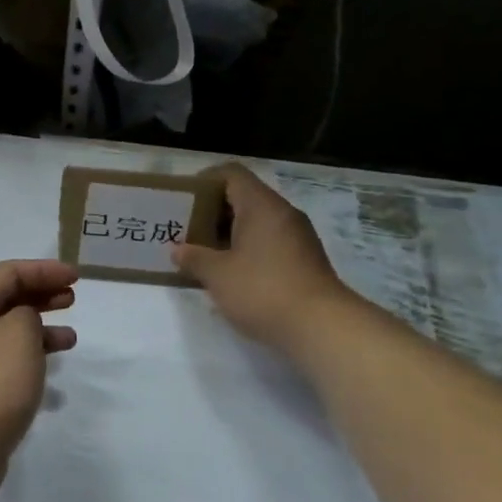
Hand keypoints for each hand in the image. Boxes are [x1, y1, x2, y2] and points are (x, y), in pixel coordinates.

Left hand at [0, 259, 78, 499]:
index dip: (44, 270)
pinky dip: (30, 355)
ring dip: (39, 328)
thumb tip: (24, 320)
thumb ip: (28, 313)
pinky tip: (51, 368)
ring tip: (71, 338)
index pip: (8, 272)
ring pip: (8, 330)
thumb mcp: (19, 333)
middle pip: (6, 298)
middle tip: (72, 298)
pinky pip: (5, 357)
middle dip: (41, 294)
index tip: (76, 277)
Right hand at [172, 163, 358, 357]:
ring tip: (206, 254)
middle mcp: (282, 213)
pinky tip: (233, 273)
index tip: (184, 200)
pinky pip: (270, 241)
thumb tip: (179, 250)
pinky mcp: (306, 260)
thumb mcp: (218, 275)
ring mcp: (298, 237)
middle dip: (213, 211)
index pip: (231, 174)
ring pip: (258, 222)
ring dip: (230, 233)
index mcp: (261, 205)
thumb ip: (194, 258)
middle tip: (188, 230)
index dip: (205, 181)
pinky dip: (249, 249)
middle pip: (244, 197)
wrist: (322, 328)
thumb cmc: (263, 290)